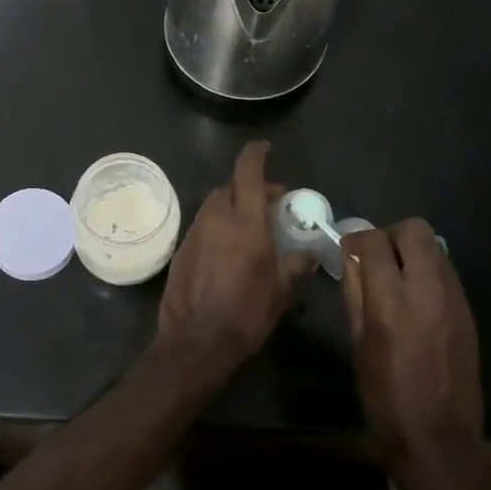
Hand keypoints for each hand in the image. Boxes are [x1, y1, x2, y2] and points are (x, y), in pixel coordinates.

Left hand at [156, 140, 299, 370]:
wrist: (196, 341)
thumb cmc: (246, 313)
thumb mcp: (281, 290)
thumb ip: (295, 265)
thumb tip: (309, 254)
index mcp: (246, 220)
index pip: (248, 171)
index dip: (256, 153)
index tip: (265, 147)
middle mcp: (217, 217)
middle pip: (231, 186)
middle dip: (249, 187)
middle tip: (269, 203)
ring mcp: (195, 232)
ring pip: (214, 205)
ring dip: (233, 206)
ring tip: (250, 226)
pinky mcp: (181, 249)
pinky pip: (203, 226)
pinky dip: (217, 226)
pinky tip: (227, 249)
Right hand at [341, 219, 483, 470]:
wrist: (437, 439)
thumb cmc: (384, 397)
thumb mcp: (358, 344)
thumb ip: (355, 294)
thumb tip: (351, 260)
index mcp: (390, 302)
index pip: (374, 242)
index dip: (357, 240)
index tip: (349, 252)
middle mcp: (427, 291)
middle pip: (415, 230)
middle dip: (391, 235)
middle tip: (377, 258)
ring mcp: (454, 301)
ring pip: (436, 247)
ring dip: (412, 251)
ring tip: (397, 278)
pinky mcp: (468, 313)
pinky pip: (448, 273)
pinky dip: (429, 272)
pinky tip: (417, 300)